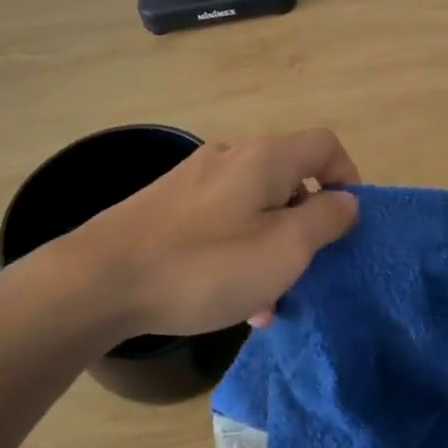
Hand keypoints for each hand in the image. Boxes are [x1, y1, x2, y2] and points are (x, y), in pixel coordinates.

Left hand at [73, 129, 361, 337]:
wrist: (99, 281)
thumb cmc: (205, 265)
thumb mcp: (284, 249)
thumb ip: (325, 220)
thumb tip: (346, 201)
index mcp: (264, 158)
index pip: (325, 145)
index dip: (347, 178)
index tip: (346, 224)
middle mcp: (230, 157)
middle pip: (288, 180)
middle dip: (305, 226)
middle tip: (304, 272)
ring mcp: (194, 180)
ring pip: (254, 208)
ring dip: (270, 248)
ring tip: (265, 301)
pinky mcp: (168, 206)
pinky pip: (221, 222)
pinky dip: (237, 252)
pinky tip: (227, 296)